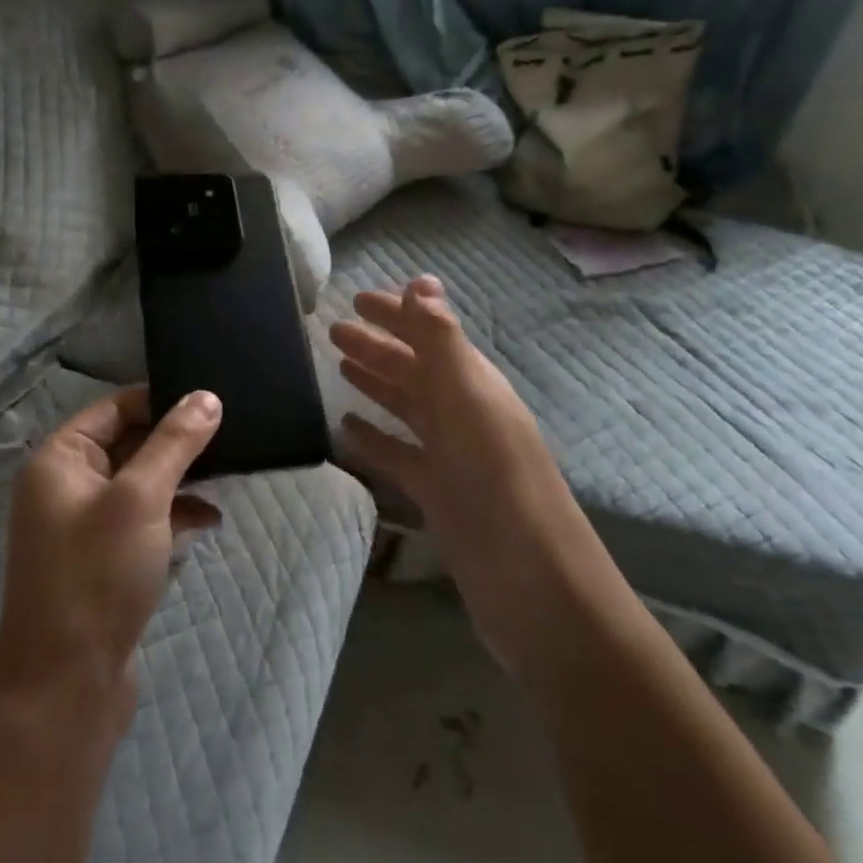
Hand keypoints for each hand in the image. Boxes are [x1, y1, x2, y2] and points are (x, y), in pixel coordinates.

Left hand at [0, 386, 222, 731]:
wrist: (66, 686)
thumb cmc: (97, 575)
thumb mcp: (141, 499)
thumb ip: (174, 443)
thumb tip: (207, 396)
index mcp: (60, 459)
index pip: (115, 407)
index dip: (162, 398)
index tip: (212, 398)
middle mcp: (67, 484)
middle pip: (129, 441)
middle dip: (177, 440)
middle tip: (232, 431)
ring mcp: (85, 524)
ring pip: (141, 481)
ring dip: (181, 477)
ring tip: (230, 471)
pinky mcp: (104, 557)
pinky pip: (144, 518)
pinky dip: (174, 513)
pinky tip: (210, 519)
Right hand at [330, 276, 615, 679]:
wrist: (531, 583)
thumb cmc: (496, 479)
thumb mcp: (468, 398)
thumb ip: (441, 339)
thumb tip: (422, 280)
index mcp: (473, 384)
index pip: (428, 334)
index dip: (395, 313)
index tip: (354, 299)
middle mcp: (463, 413)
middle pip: (413, 369)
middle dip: (377, 345)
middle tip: (331, 331)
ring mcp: (450, 456)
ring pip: (405, 408)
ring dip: (375, 384)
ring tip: (337, 367)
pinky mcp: (437, 495)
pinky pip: (398, 455)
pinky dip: (374, 439)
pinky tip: (346, 430)